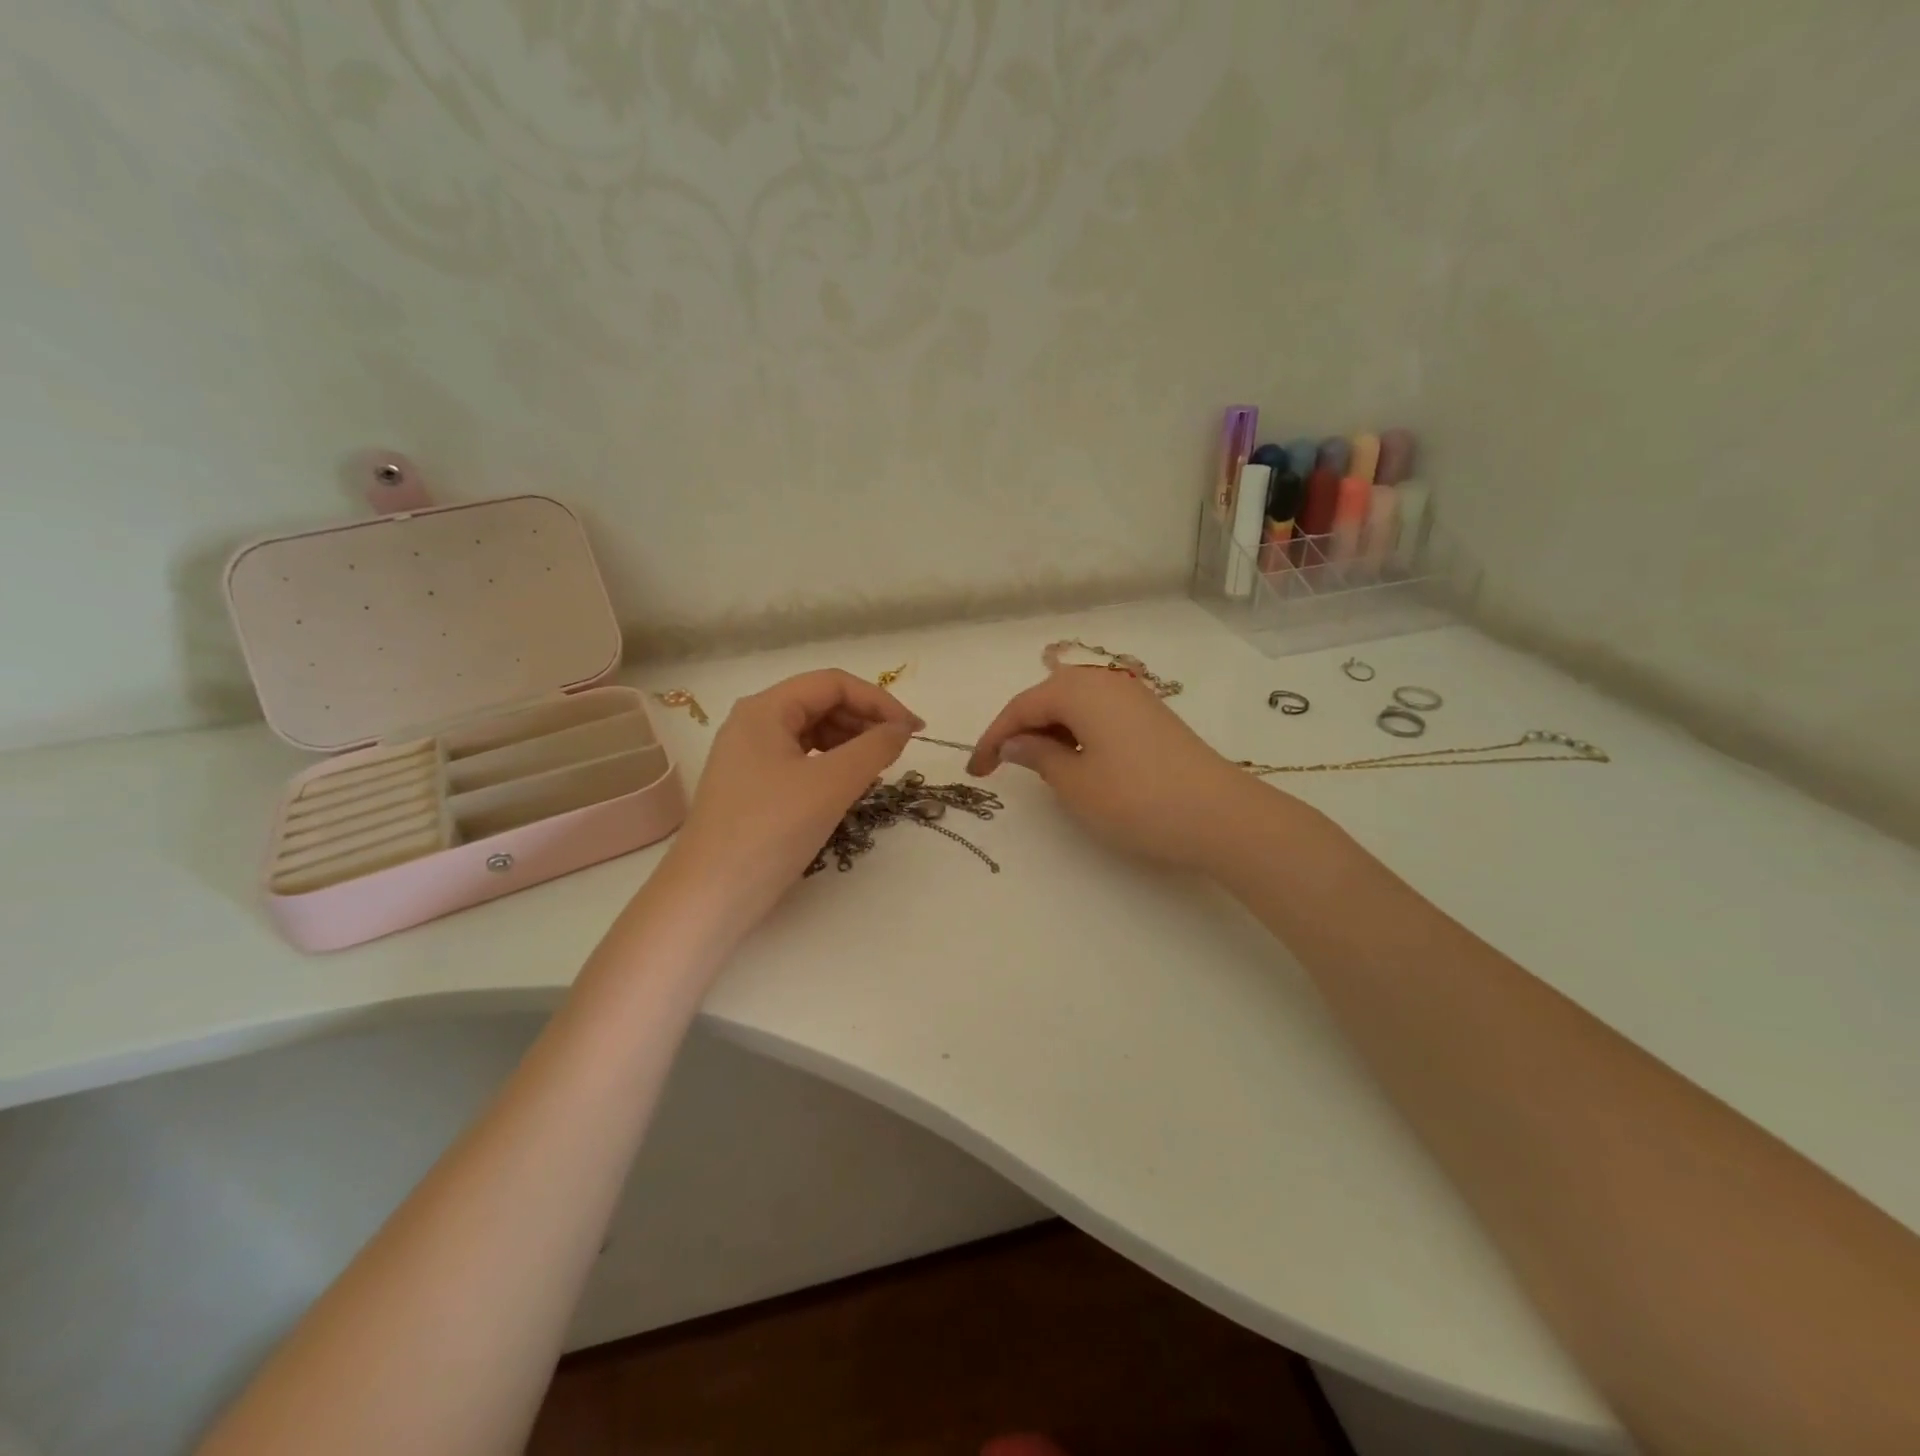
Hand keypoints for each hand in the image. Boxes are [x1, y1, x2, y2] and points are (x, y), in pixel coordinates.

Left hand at [664, 670, 922, 926]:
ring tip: (879, 769)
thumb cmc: (770, 831)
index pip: (833, 683)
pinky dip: (832, 766)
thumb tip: (901, 729)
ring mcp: (750, 756)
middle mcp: (753, 723)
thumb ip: (874, 748)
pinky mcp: (753, 787)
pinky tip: (851, 786)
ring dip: (851, 744)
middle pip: (821, 704)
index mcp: (765, 709)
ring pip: (813, 733)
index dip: (879, 700)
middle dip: (865, 720)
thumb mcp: (831, 785)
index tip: (914, 731)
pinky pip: (802, 760)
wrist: (709, 896)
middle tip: (900, 751)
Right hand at [969, 667, 1261, 870]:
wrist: (1220, 815)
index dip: (993, 738)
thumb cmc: (1137, 799)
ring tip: (1037, 766)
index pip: (1021, 707)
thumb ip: (1038, 756)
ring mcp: (1134, 697)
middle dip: (1021, 730)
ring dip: (1049, 731)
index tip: (975, 771)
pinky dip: (1078, 733)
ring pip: (1074, 706)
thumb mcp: (1075, 783)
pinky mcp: (1152, 716)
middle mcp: (1106, 682)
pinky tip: (1078, 760)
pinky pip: (1099, 715)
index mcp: (1080, 690)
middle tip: (1001, 766)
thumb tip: (1015, 742)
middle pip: (1047, 698)